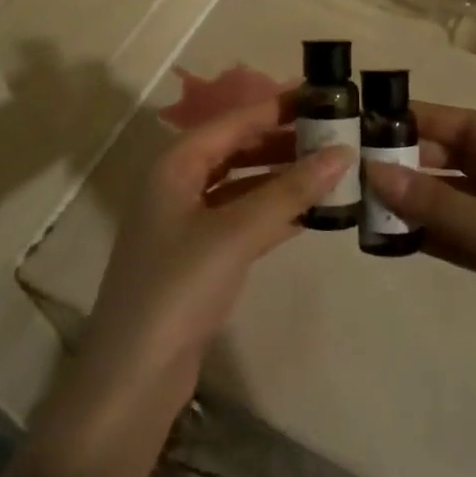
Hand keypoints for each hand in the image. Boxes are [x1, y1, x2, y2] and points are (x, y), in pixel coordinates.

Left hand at [77, 92, 351, 403]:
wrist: (133, 379)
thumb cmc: (178, 288)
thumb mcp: (236, 233)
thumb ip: (289, 191)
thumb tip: (342, 153)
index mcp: (176, 165)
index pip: (234, 121)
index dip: (277, 107)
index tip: (322, 97)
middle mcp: (178, 184)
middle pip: (238, 149)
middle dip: (283, 142)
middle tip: (335, 135)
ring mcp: (188, 222)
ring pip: (243, 185)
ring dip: (282, 178)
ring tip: (331, 170)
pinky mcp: (199, 257)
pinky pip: (243, 219)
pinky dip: (274, 213)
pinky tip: (311, 212)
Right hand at [364, 104, 475, 410]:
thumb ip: (437, 204)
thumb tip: (375, 171)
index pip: (471, 126)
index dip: (426, 119)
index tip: (378, 120)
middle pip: (462, 161)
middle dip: (417, 163)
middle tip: (365, 167)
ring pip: (459, 200)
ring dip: (420, 201)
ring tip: (372, 203)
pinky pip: (463, 235)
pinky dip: (434, 234)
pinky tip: (398, 239)